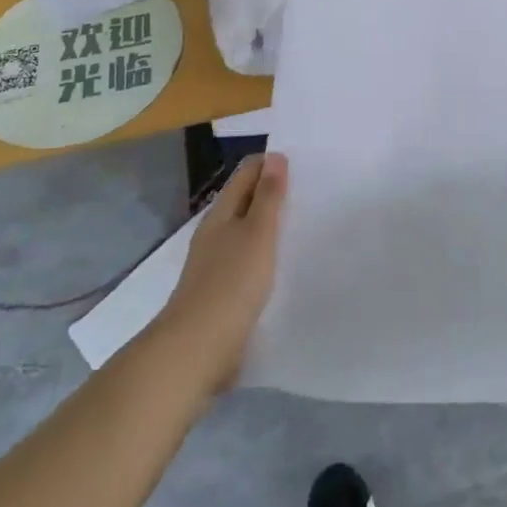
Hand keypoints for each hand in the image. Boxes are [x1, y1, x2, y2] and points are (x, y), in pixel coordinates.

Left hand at [156, 153, 288, 390]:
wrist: (196, 350)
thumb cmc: (231, 284)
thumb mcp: (257, 234)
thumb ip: (268, 196)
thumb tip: (275, 156)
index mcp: (222, 213)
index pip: (247, 172)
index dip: (271, 164)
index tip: (303, 165)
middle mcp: (215, 232)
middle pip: (246, 199)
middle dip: (273, 191)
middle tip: (310, 190)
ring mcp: (215, 262)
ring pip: (246, 230)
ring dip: (270, 223)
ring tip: (303, 222)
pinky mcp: (221, 290)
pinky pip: (247, 258)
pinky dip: (265, 251)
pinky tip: (283, 263)